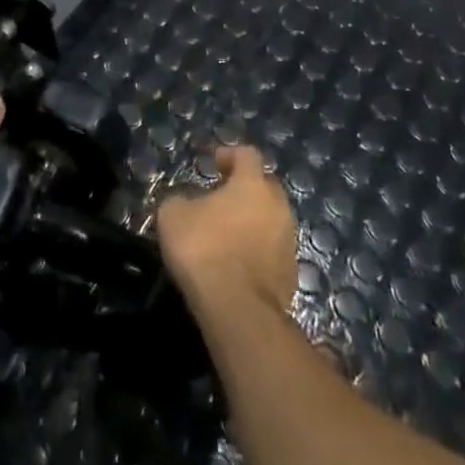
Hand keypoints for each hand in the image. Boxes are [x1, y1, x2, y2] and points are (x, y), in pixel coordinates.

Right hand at [157, 145, 297, 314]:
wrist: (238, 309)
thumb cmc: (204, 249)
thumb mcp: (173, 215)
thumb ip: (181, 200)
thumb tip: (186, 203)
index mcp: (252, 184)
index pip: (247, 154)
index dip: (229, 154)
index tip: (214, 163)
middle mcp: (278, 206)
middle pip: (265, 186)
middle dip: (244, 188)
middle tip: (221, 197)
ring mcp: (288, 241)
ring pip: (271, 219)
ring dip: (252, 220)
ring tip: (227, 233)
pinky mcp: (291, 273)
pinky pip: (272, 249)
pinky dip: (257, 249)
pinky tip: (237, 262)